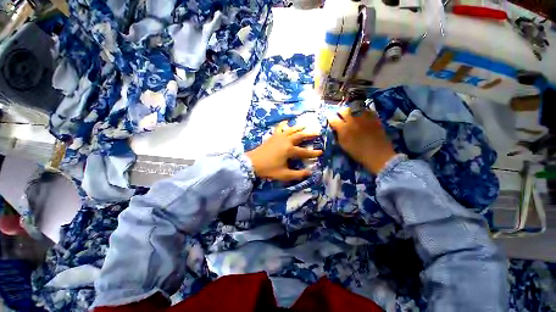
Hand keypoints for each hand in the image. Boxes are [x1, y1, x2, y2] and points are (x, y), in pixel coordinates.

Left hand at [246, 121, 322, 180]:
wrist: (252, 163)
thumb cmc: (268, 169)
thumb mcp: (284, 175)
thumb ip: (297, 174)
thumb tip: (309, 173)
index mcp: (289, 150)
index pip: (305, 152)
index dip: (313, 153)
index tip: (321, 152)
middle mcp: (286, 141)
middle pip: (300, 136)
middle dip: (310, 135)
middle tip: (318, 133)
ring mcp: (279, 137)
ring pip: (292, 130)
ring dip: (299, 127)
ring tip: (306, 125)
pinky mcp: (273, 136)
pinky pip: (279, 128)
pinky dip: (283, 124)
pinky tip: (286, 121)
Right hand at [327, 107, 395, 173]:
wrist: (378, 155)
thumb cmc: (358, 153)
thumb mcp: (343, 145)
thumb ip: (338, 135)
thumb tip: (335, 128)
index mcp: (343, 129)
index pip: (333, 118)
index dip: (330, 118)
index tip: (330, 119)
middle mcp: (353, 120)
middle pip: (343, 110)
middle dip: (340, 113)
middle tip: (341, 117)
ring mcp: (364, 118)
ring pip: (355, 108)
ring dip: (351, 112)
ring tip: (352, 117)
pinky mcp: (374, 118)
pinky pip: (366, 111)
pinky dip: (362, 113)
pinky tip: (362, 118)